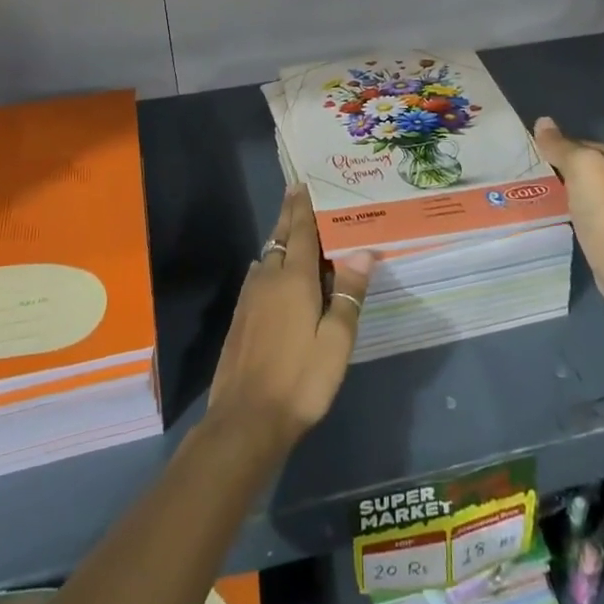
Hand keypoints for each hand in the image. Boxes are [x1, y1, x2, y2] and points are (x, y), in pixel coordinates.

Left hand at [205, 185, 375, 460]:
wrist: (246, 419)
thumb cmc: (301, 379)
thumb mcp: (336, 341)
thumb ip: (349, 295)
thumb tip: (362, 252)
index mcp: (294, 280)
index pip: (300, 233)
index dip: (302, 208)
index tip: (302, 185)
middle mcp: (268, 279)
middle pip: (279, 238)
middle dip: (288, 215)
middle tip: (294, 193)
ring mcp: (250, 299)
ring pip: (266, 257)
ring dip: (278, 239)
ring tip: (291, 230)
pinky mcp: (240, 318)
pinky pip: (257, 276)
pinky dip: (268, 263)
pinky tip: (270, 271)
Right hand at [535, 117, 603, 355]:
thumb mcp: (579, 165)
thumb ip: (560, 145)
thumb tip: (542, 121)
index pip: (583, 143)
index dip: (558, 147)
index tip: (534, 156)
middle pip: (585, 168)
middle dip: (561, 170)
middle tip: (530, 175)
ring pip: (585, 191)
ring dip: (565, 192)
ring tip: (537, 194)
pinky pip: (586, 214)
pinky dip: (571, 212)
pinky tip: (556, 216)